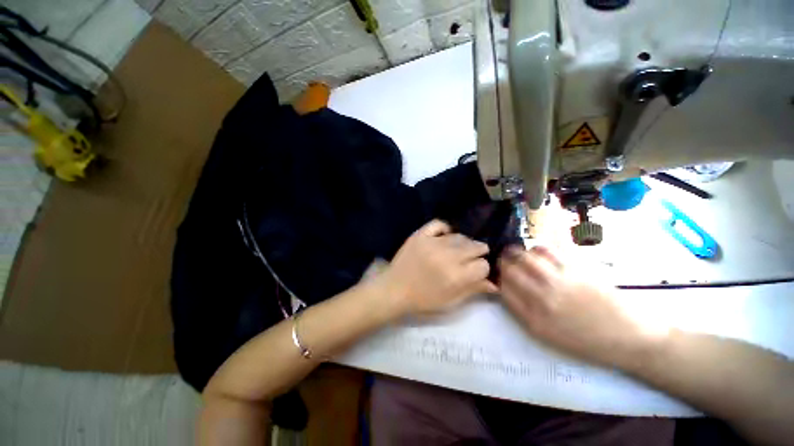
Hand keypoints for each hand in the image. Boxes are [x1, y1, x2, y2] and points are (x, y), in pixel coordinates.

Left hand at [379, 220, 496, 317]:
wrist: (394, 290)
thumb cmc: (423, 300)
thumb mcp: (450, 302)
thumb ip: (473, 290)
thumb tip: (494, 283)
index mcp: (456, 276)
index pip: (483, 265)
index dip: (483, 268)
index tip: (478, 270)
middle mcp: (447, 256)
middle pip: (474, 247)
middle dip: (478, 252)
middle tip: (473, 256)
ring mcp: (432, 243)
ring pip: (459, 236)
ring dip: (464, 242)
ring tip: (460, 249)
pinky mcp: (420, 235)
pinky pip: (438, 224)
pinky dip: (445, 228)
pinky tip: (445, 236)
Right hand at [499, 246, 659, 368]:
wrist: (629, 337)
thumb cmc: (586, 341)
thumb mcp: (547, 335)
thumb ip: (523, 313)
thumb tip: (506, 290)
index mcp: (534, 319)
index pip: (503, 290)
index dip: (498, 278)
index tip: (499, 275)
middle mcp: (542, 298)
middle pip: (511, 271)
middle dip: (503, 263)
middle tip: (504, 260)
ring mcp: (559, 282)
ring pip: (526, 258)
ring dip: (517, 253)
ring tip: (517, 253)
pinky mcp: (575, 269)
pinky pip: (548, 251)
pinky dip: (538, 248)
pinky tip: (538, 251)